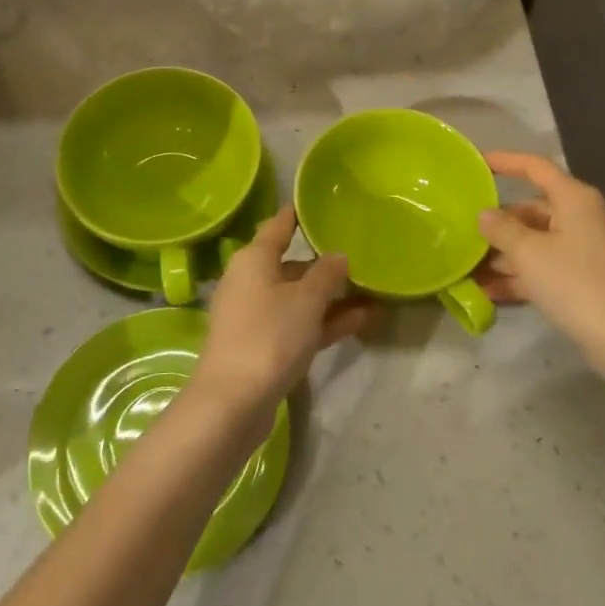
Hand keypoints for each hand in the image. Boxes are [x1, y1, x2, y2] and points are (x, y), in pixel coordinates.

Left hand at [191, 206, 373, 416]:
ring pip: (297, 298)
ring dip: (331, 298)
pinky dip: (323, 322)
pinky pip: (297, 324)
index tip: (318, 203)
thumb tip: (337, 256)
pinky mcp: (262, 346)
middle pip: (291, 265)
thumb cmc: (269, 335)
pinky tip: (360, 321)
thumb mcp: (306, 300)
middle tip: (360, 258)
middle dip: (325, 265)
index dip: (297, 215)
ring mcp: (255, 316)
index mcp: (254, 259)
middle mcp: (250, 282)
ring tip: (371, 293)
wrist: (233, 402)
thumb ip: (327, 274)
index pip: (278, 226)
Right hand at [475, 152, 604, 392]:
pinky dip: (519, 276)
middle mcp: (581, 217)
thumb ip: (501, 229)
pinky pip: (543, 267)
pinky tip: (488, 292)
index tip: (476, 161)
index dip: (505, 161)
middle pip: (532, 209)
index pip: (535, 167)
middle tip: (463, 229)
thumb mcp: (529, 253)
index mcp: (574, 199)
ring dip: (503, 254)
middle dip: (498, 222)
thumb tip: (484, 214)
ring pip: (535, 241)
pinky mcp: (583, 279)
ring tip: (467, 266)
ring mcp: (583, 250)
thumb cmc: (576, 284)